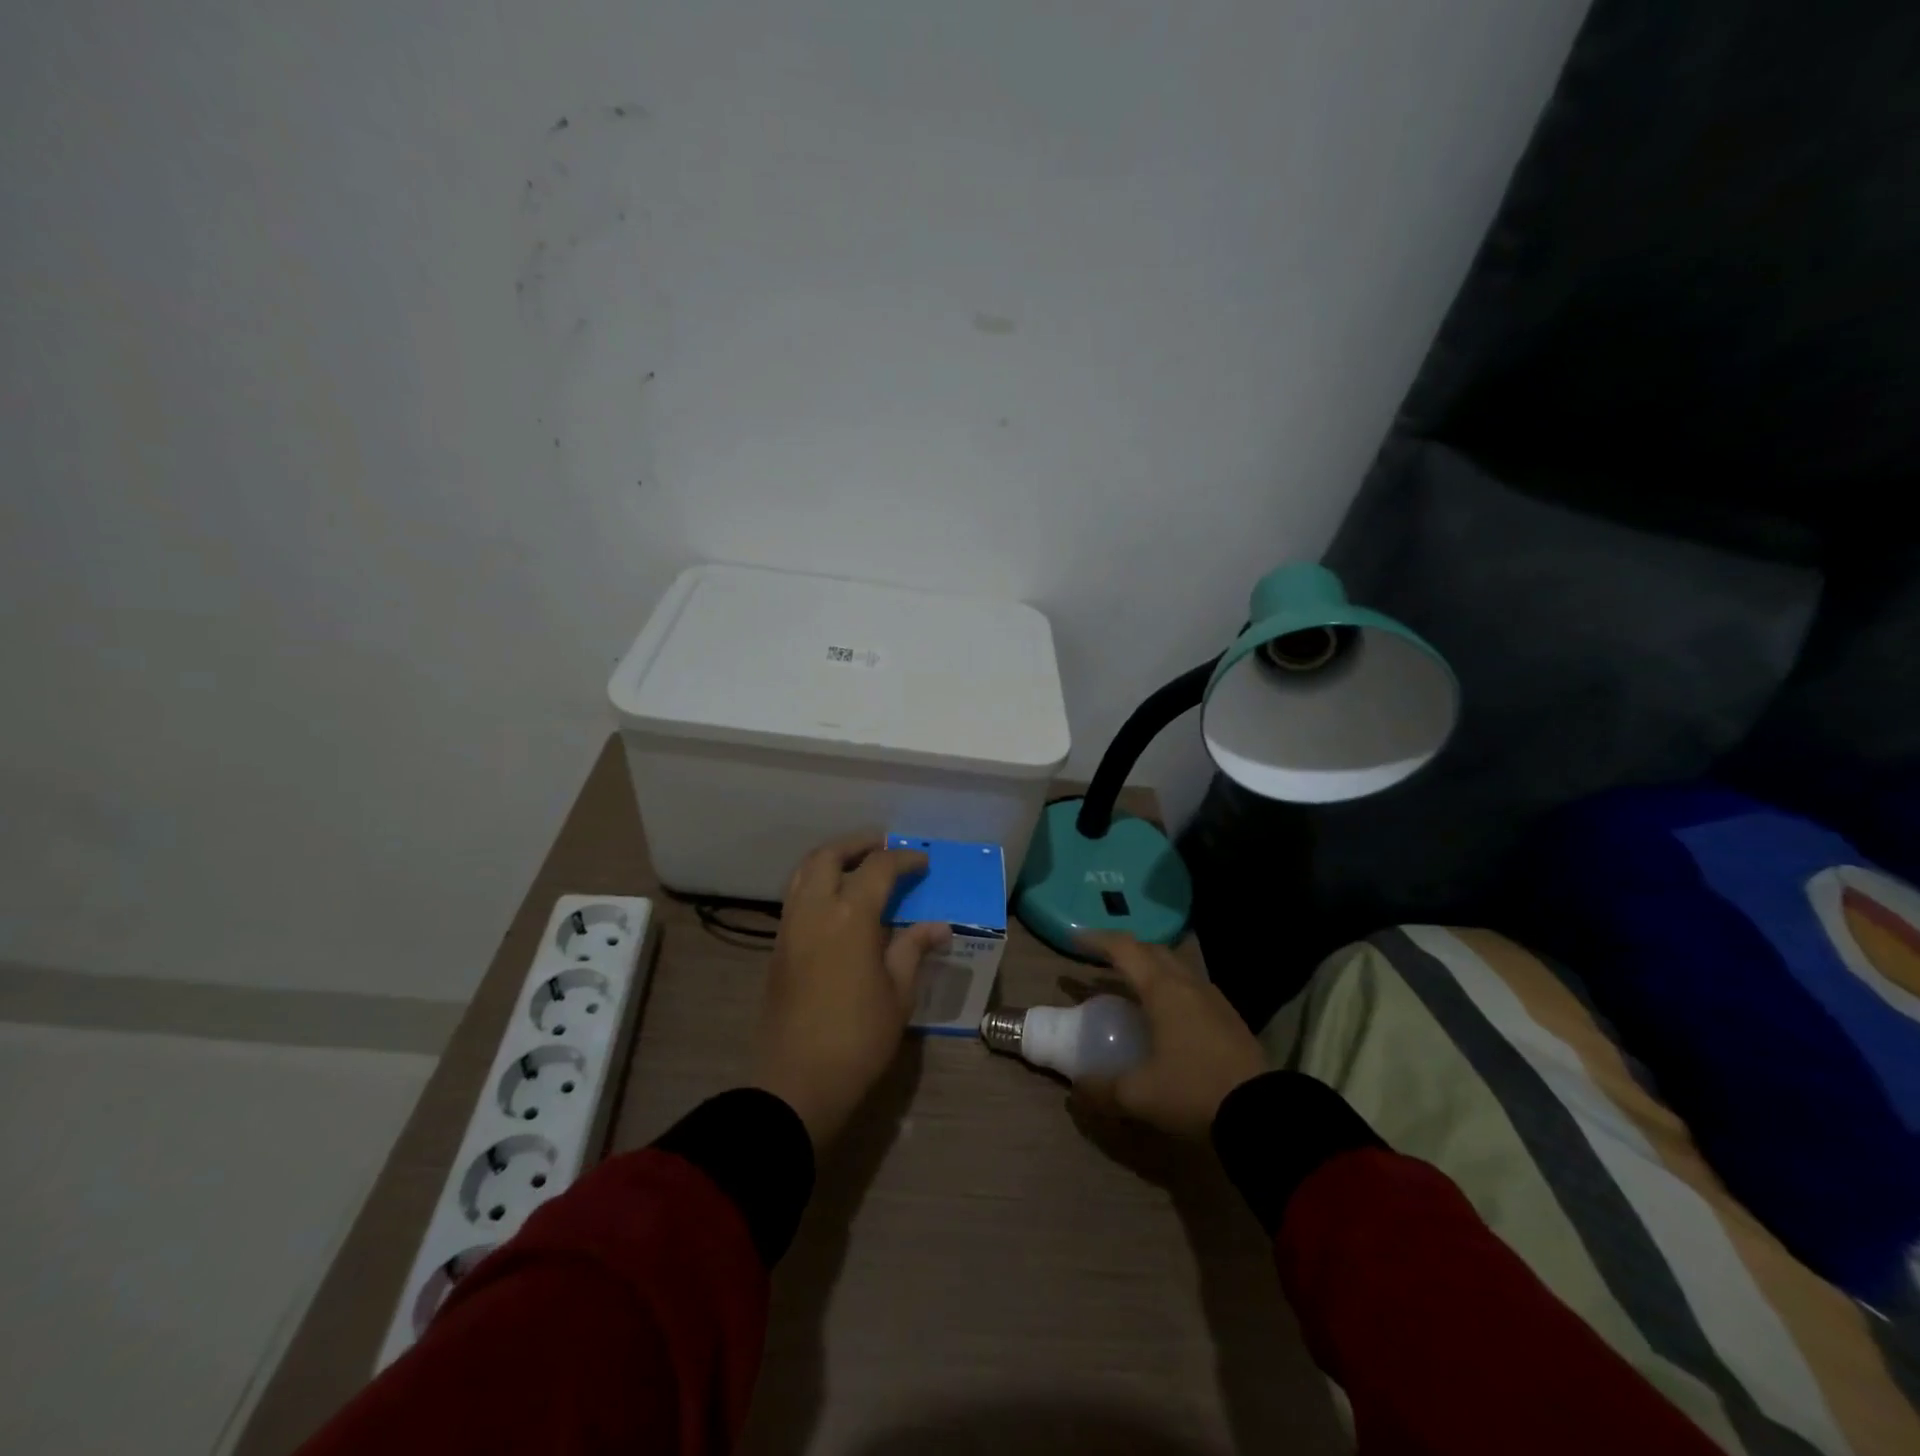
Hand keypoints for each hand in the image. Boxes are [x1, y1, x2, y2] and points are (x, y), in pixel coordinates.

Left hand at [751, 833, 950, 1150]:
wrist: (798, 1081)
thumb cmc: (859, 1038)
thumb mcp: (898, 993)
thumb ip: (914, 949)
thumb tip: (938, 926)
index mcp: (851, 915)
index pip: (878, 868)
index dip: (904, 859)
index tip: (922, 863)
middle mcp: (815, 909)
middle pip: (830, 856)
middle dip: (858, 844)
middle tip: (883, 846)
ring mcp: (791, 926)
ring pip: (805, 872)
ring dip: (831, 859)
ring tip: (857, 865)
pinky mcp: (778, 947)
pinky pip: (796, 897)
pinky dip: (816, 883)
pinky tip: (836, 901)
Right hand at [1071, 933, 1269, 1139]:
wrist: (1263, 1115)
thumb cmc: (1194, 1092)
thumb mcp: (1139, 1096)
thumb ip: (1102, 1090)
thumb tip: (1077, 1090)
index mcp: (1163, 989)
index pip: (1125, 949)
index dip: (1098, 940)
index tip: (1075, 939)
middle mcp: (1188, 984)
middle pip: (1152, 951)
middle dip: (1125, 951)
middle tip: (1101, 962)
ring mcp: (1214, 999)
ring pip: (1176, 967)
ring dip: (1150, 969)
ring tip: (1132, 987)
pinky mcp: (1230, 1018)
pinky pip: (1192, 987)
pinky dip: (1170, 988)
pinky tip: (1167, 1015)